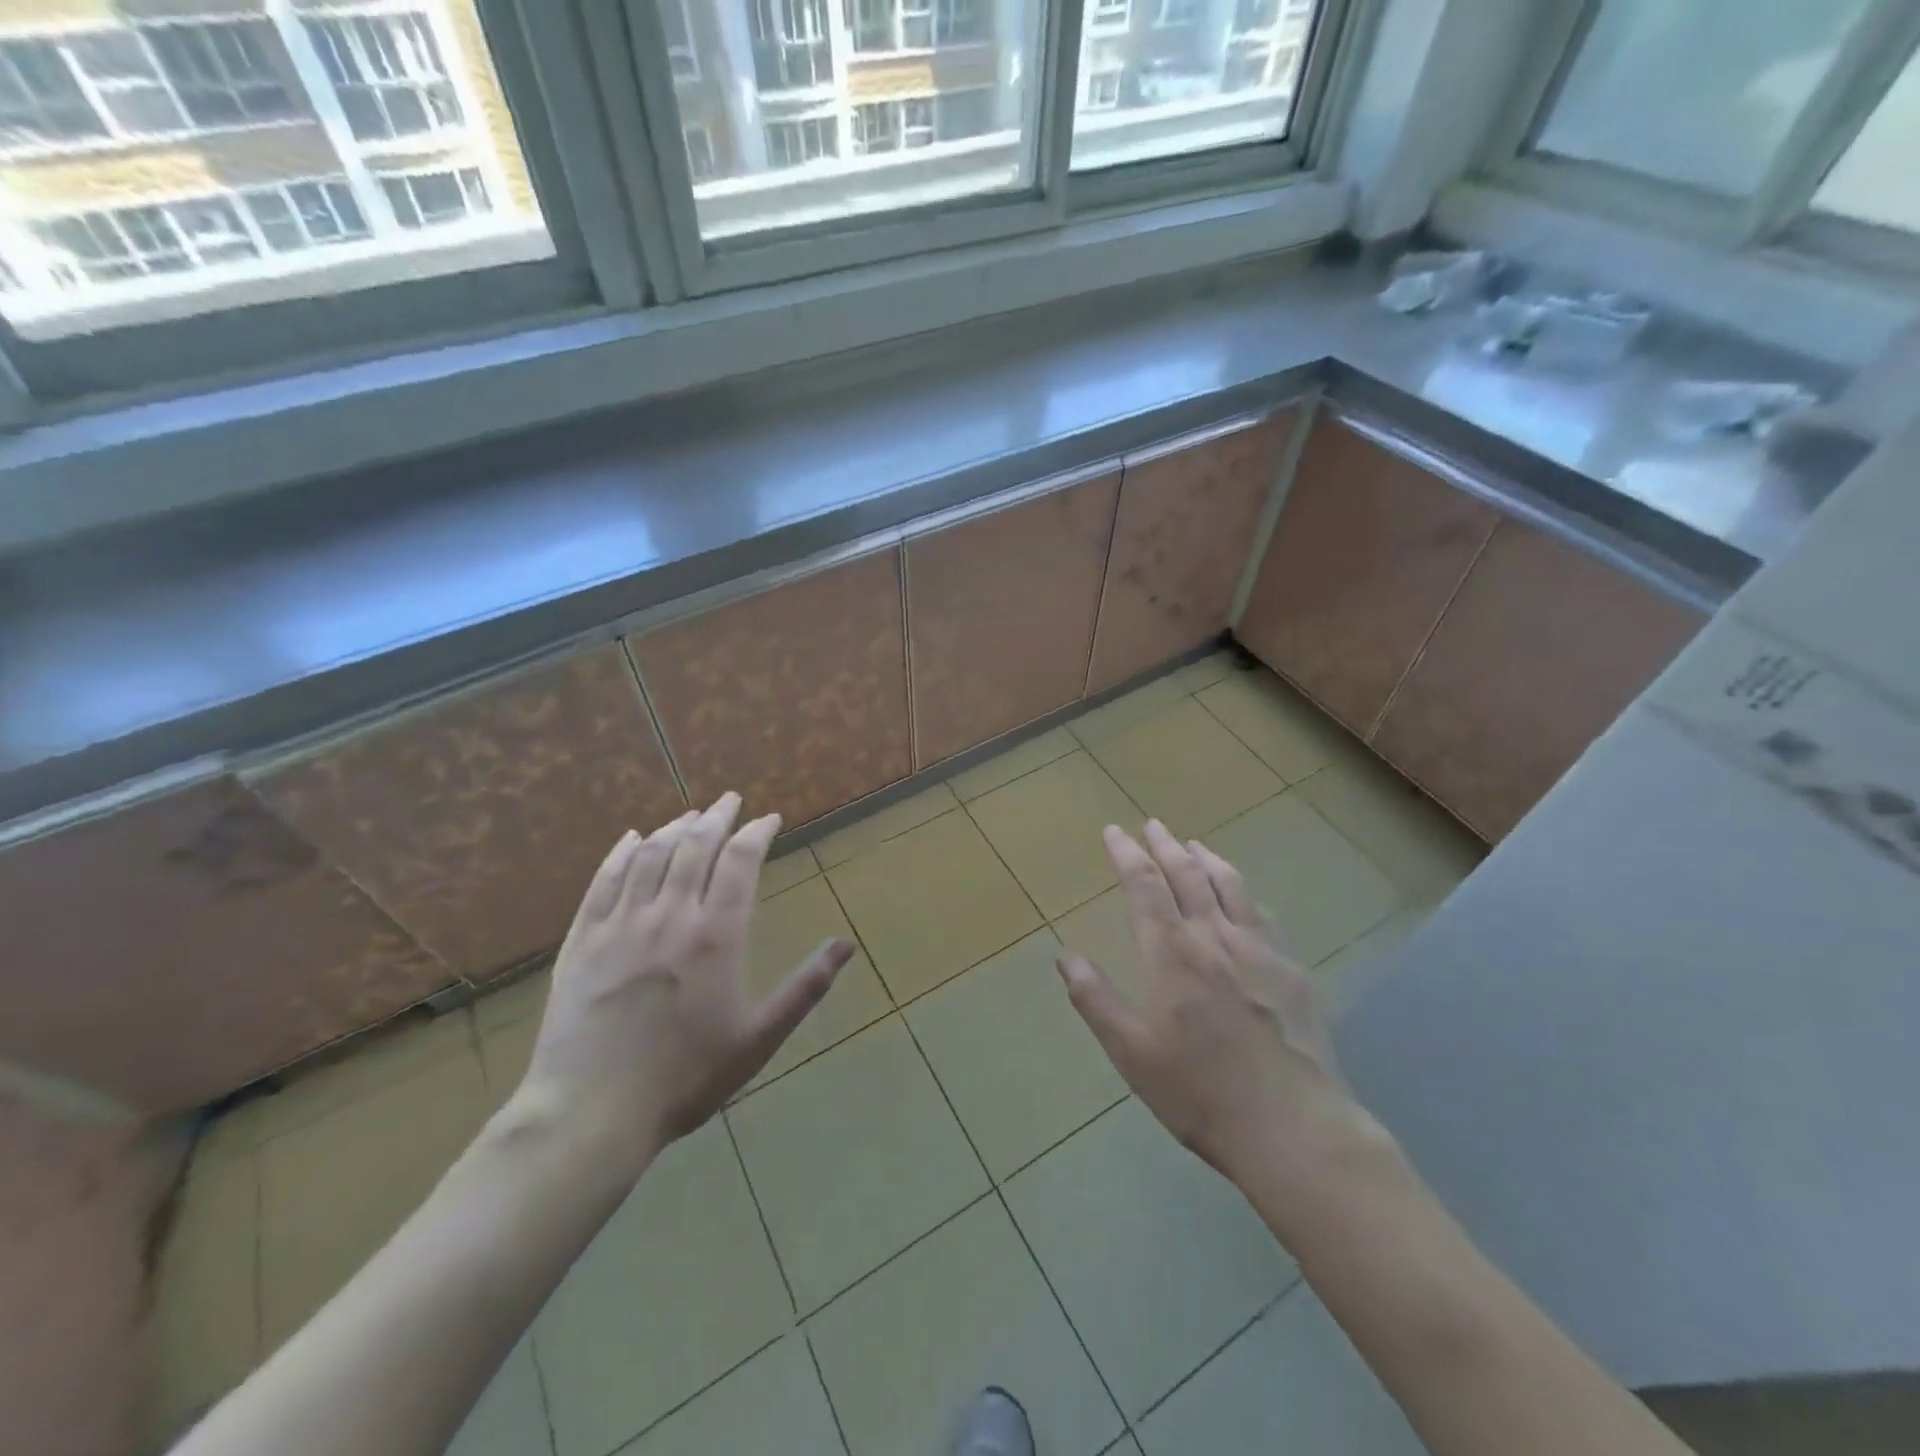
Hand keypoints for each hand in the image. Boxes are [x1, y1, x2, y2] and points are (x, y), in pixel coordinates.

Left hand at [510, 793, 853, 1177]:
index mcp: (716, 936)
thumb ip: (805, 988)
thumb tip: (846, 946)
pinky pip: (603, 881)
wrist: (591, 1114)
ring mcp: (620, 925)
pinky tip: (631, 840)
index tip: (768, 819)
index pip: (740, 861)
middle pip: (694, 847)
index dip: (756, 832)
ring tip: (690, 816)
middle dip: (717, 817)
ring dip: (674, 829)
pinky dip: (621, 853)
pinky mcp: (582, 940)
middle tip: (730, 800)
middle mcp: (669, 916)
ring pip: (649, 856)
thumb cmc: (686, 1078)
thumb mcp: (758, 1038)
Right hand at [1056, 821, 1383, 1192]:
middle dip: (1165, 845)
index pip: (1144, 885)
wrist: (1294, 1128)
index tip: (1114, 832)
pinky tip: (1242, 897)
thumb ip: (1096, 999)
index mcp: (1171, 953)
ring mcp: (1259, 950)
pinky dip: (1243, 892)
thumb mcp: (1131, 1053)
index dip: (1126, 853)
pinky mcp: (1291, 970)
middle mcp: (1214, 937)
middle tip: (1152, 825)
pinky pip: (1262, 914)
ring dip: (1206, 858)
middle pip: (1187, 874)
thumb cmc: (1199, 1092)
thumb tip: (1066, 956)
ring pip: (1229, 885)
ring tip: (1193, 845)